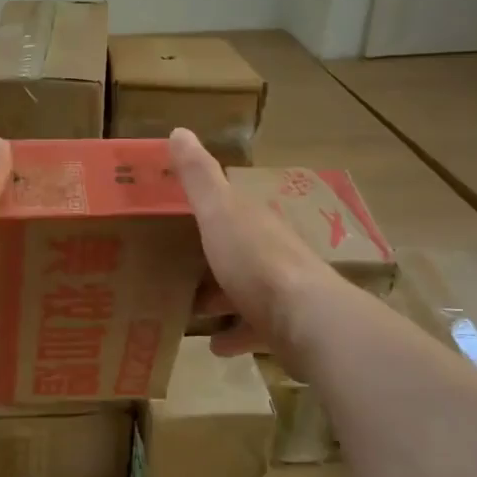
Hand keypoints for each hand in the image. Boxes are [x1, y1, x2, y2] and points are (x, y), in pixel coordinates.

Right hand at [170, 128, 332, 370]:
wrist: (306, 320)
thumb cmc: (255, 261)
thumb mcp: (219, 212)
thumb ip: (199, 176)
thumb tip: (179, 131)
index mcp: (254, 221)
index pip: (228, 206)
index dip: (203, 207)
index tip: (171, 214)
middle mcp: (269, 251)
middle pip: (235, 248)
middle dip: (208, 254)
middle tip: (170, 263)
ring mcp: (279, 291)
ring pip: (243, 289)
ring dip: (219, 295)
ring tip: (188, 305)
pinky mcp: (283, 327)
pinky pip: (252, 328)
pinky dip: (234, 334)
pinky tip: (215, 345)